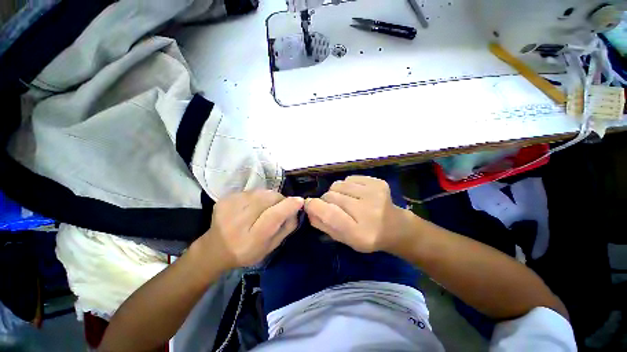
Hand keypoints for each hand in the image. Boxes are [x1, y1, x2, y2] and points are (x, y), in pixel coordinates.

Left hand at [200, 190, 303, 269]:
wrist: (215, 249)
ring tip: (265, 207)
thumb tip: (297, 209)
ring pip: (261, 192)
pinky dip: (257, 196)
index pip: (273, 216)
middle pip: (268, 199)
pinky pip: (251, 191)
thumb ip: (287, 228)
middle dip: (280, 199)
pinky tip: (252, 206)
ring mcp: (229, 208)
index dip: (288, 206)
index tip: (299, 201)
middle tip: (280, 207)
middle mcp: (238, 222)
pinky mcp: (224, 199)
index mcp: (251, 239)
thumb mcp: (271, 247)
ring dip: (269, 197)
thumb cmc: (247, 252)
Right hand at [304, 176, 413, 253]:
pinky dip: (347, 186)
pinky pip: (349, 178)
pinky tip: (355, 194)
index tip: (308, 204)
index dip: (314, 206)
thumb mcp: (343, 239)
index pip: (329, 214)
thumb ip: (323, 224)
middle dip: (326, 200)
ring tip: (345, 200)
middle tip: (333, 206)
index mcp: (359, 233)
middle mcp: (369, 212)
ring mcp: (375, 194)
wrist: (395, 227)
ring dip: (336, 192)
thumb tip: (308, 208)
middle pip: (332, 196)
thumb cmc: (367, 236)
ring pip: (338, 184)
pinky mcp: (378, 183)